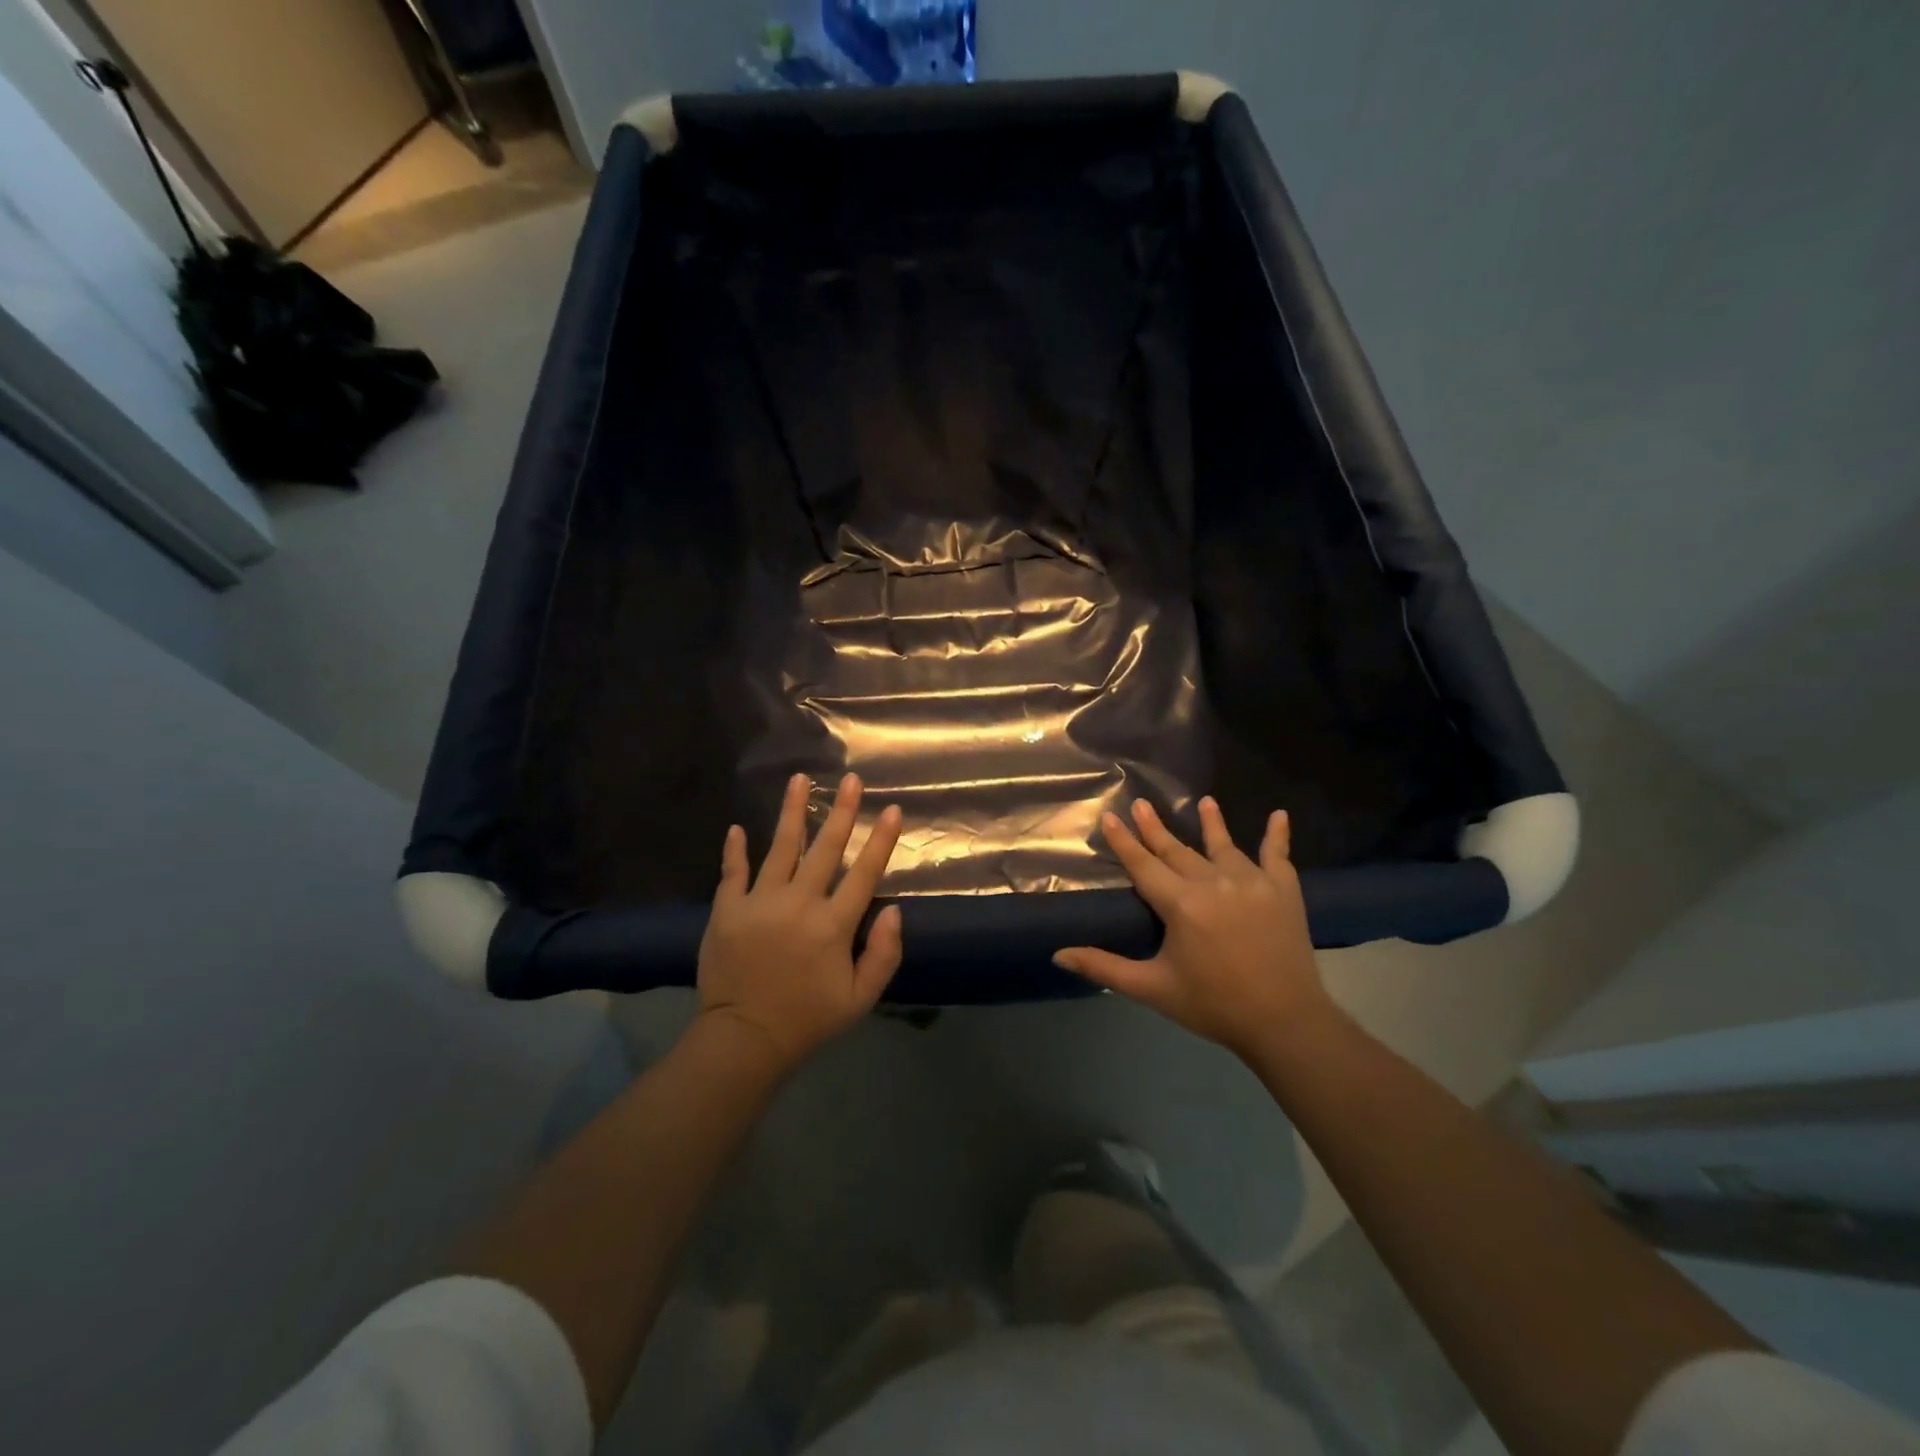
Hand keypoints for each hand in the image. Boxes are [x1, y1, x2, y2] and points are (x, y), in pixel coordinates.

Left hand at [697, 772, 903, 1069]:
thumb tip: (894, 910)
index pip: (864, 873)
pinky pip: (732, 872)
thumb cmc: (808, 1019)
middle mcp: (798, 903)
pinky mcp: (727, 910)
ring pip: (780, 848)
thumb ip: (883, 954)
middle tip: (850, 779)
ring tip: (798, 779)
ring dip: (791, 813)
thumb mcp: (860, 998)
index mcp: (833, 925)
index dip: (880, 840)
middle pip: (825, 848)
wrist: (744, 1039)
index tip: (892, 809)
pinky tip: (737, 827)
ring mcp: (759, 903)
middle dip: (841, 811)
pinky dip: (734, 850)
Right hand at [1053, 797, 1332, 1057]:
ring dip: (1211, 822)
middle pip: (1177, 850)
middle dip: (1155, 827)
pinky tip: (1279, 815)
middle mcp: (1214, 882)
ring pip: (1224, 845)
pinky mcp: (1283, 890)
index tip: (1109, 816)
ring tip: (1204, 801)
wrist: (1285, 1023)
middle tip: (1141, 803)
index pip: (1143, 865)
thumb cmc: (1213, 1005)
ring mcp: (1252, 882)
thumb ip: (1104, 967)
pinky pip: (1278, 855)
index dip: (1124, 841)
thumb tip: (1058, 955)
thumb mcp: (1153, 988)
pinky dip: (1277, 835)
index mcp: (1181, 904)